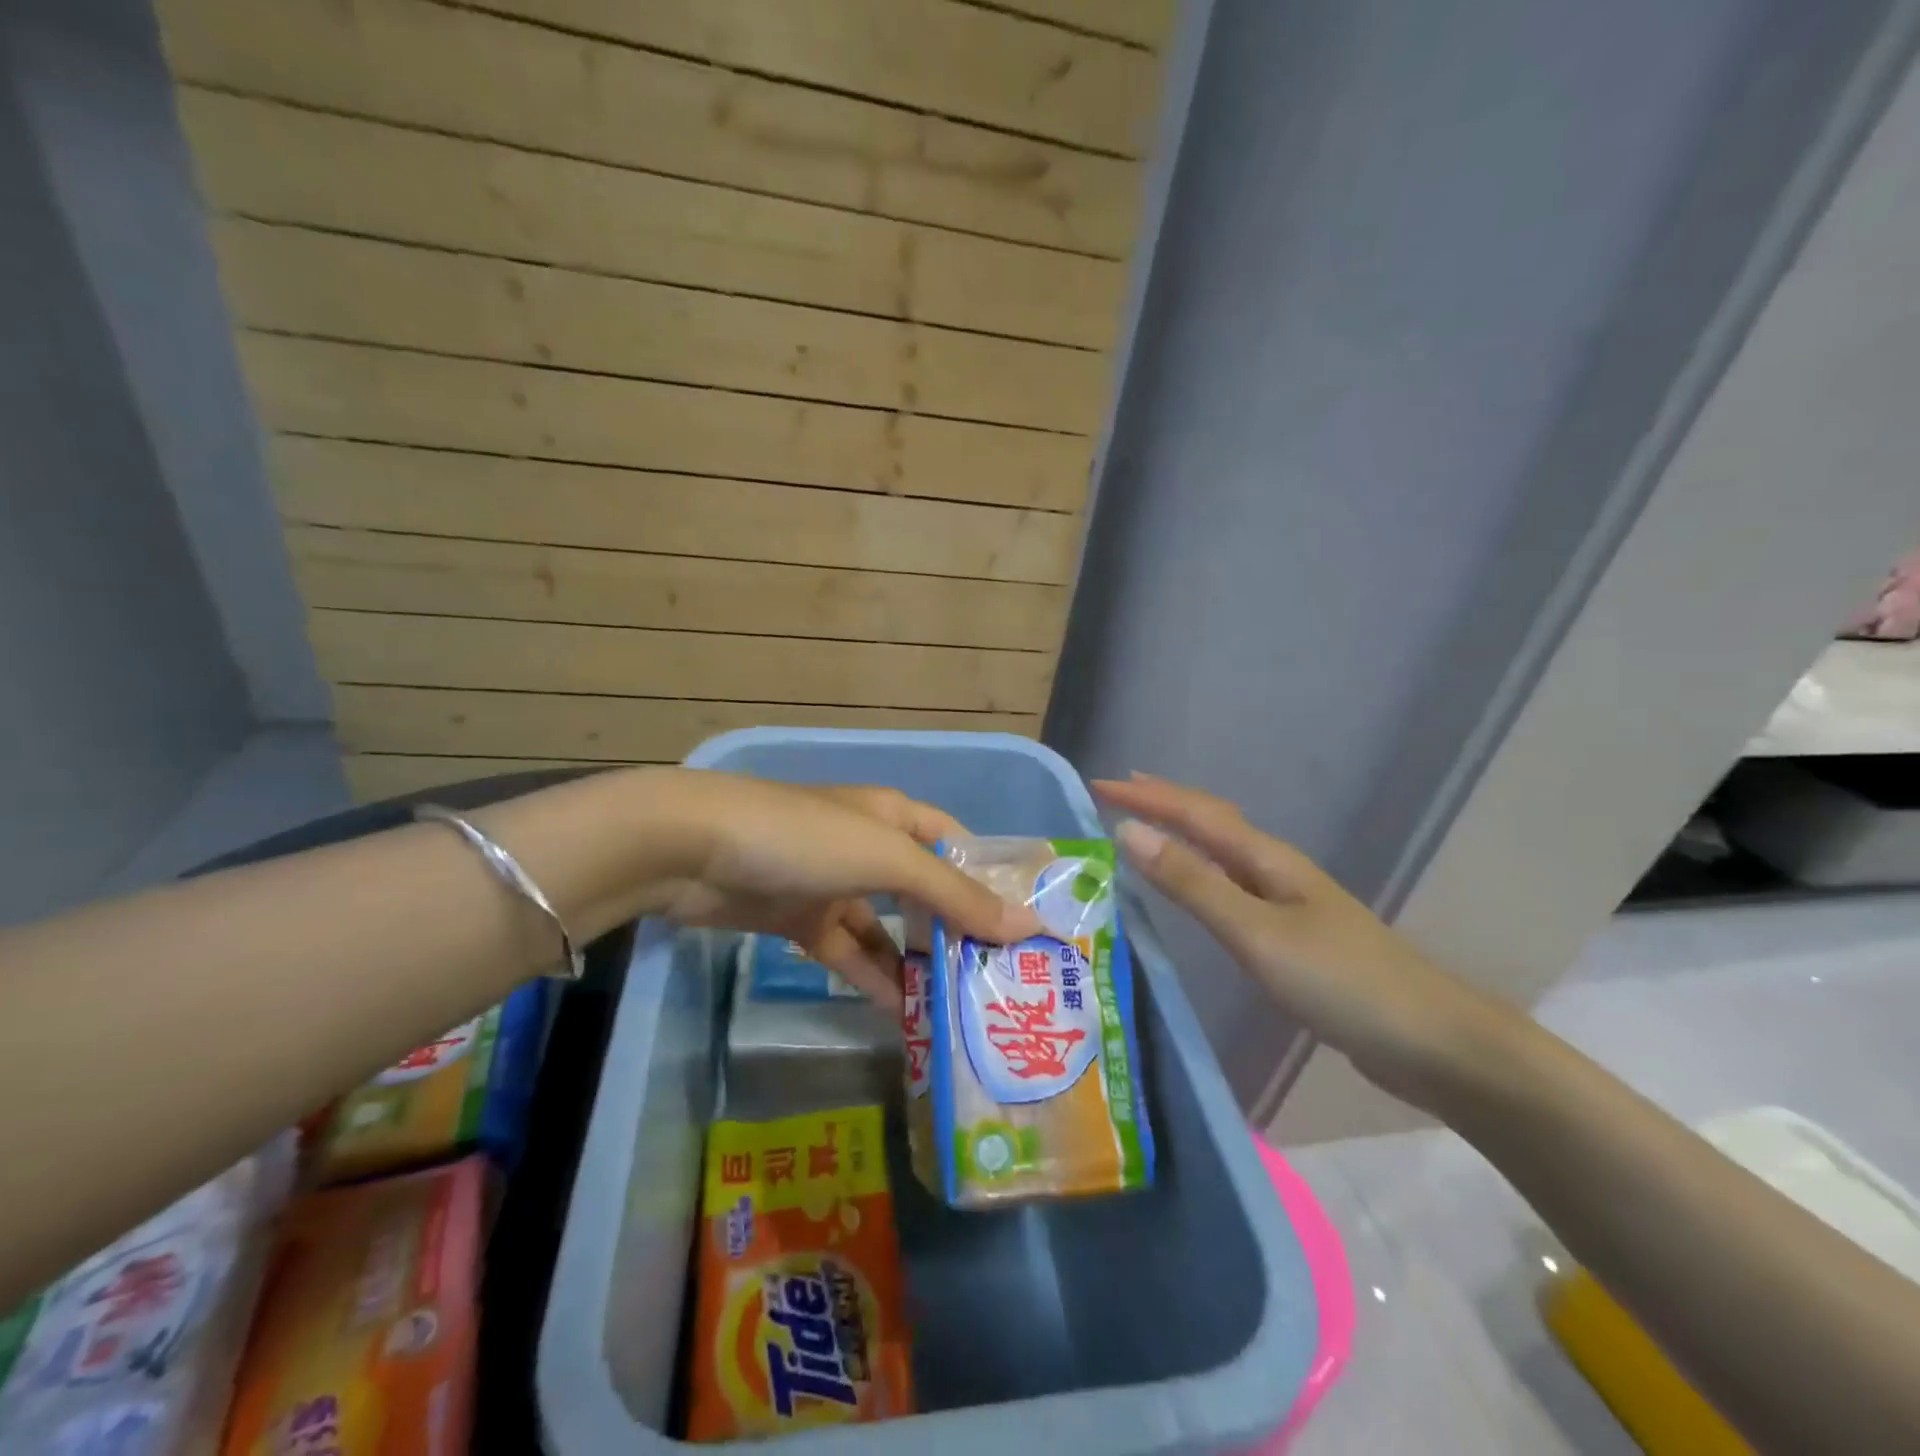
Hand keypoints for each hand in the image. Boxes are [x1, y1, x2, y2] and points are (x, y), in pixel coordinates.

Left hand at [648, 773, 1038, 1006]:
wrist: (694, 850)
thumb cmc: (805, 839)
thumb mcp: (887, 859)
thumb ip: (954, 895)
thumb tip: (1027, 924)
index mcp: (893, 817)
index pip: (956, 846)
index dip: (988, 880)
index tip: (1024, 927)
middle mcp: (867, 847)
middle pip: (924, 892)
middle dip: (957, 931)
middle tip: (999, 981)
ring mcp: (832, 885)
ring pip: (887, 929)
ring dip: (917, 965)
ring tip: (959, 1010)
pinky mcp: (800, 921)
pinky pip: (849, 953)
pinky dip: (873, 979)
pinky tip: (902, 1014)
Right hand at [1095, 773, 1508, 1108]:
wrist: (1434, 1043)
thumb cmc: (1341, 982)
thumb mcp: (1256, 932)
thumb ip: (1193, 884)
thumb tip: (1129, 832)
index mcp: (1266, 860)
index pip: (1195, 813)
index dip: (1147, 796)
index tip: (1098, 785)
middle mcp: (1275, 871)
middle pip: (1212, 823)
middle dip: (1163, 803)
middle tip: (1117, 793)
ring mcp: (1289, 903)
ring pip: (1222, 854)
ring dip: (1181, 834)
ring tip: (1144, 830)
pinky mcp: (1294, 937)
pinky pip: (1232, 887)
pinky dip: (1199, 874)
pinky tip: (1195, 891)